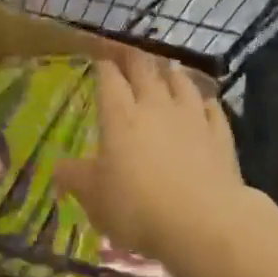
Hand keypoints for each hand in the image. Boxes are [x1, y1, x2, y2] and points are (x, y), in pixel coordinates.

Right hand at [57, 54, 252, 267]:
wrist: (203, 222)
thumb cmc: (138, 209)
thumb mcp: (94, 198)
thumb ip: (75, 178)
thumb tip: (57, 167)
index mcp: (120, 116)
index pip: (110, 80)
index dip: (104, 67)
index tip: (100, 60)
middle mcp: (155, 107)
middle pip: (145, 71)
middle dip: (134, 59)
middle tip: (129, 53)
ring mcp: (191, 118)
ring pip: (181, 83)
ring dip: (172, 73)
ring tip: (168, 69)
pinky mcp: (220, 135)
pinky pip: (212, 109)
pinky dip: (206, 102)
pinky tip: (205, 102)